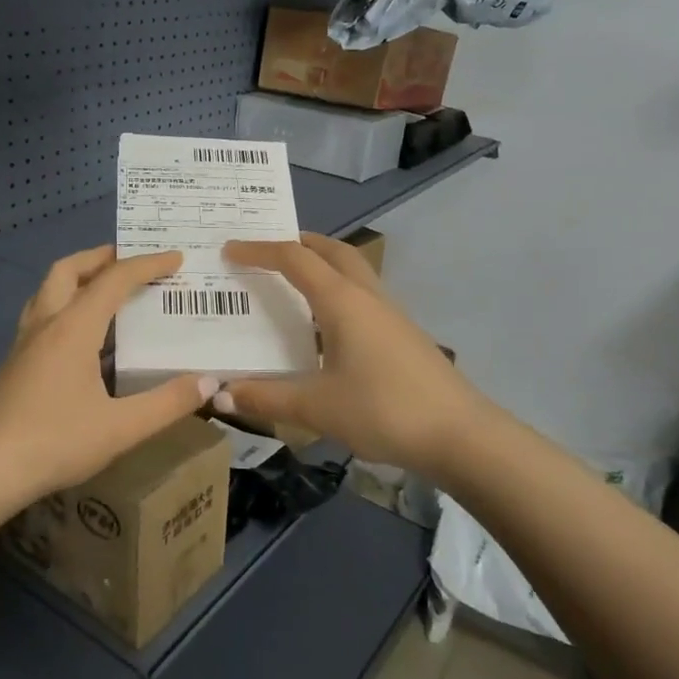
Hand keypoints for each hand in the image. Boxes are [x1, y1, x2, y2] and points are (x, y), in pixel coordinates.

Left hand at [0, 245, 216, 501]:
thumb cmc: (54, 443)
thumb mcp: (121, 428)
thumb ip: (168, 403)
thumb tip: (210, 382)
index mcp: (73, 329)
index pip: (114, 280)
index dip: (147, 265)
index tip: (175, 258)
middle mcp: (45, 325)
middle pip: (67, 270)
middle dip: (100, 257)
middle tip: (129, 260)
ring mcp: (23, 344)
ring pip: (47, 291)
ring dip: (76, 278)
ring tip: (104, 290)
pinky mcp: (12, 365)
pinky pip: (41, 317)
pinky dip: (64, 307)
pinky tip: (80, 339)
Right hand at [214, 233, 503, 481]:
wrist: (460, 435)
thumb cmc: (384, 410)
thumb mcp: (316, 407)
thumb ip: (265, 398)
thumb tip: (218, 395)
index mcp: (342, 302)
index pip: (295, 260)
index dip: (259, 251)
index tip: (229, 251)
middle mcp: (367, 297)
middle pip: (333, 251)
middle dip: (300, 243)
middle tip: (269, 250)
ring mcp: (391, 314)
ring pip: (353, 271)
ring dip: (323, 264)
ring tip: (294, 282)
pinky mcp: (403, 335)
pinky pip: (363, 296)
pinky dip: (338, 292)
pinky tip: (328, 326)